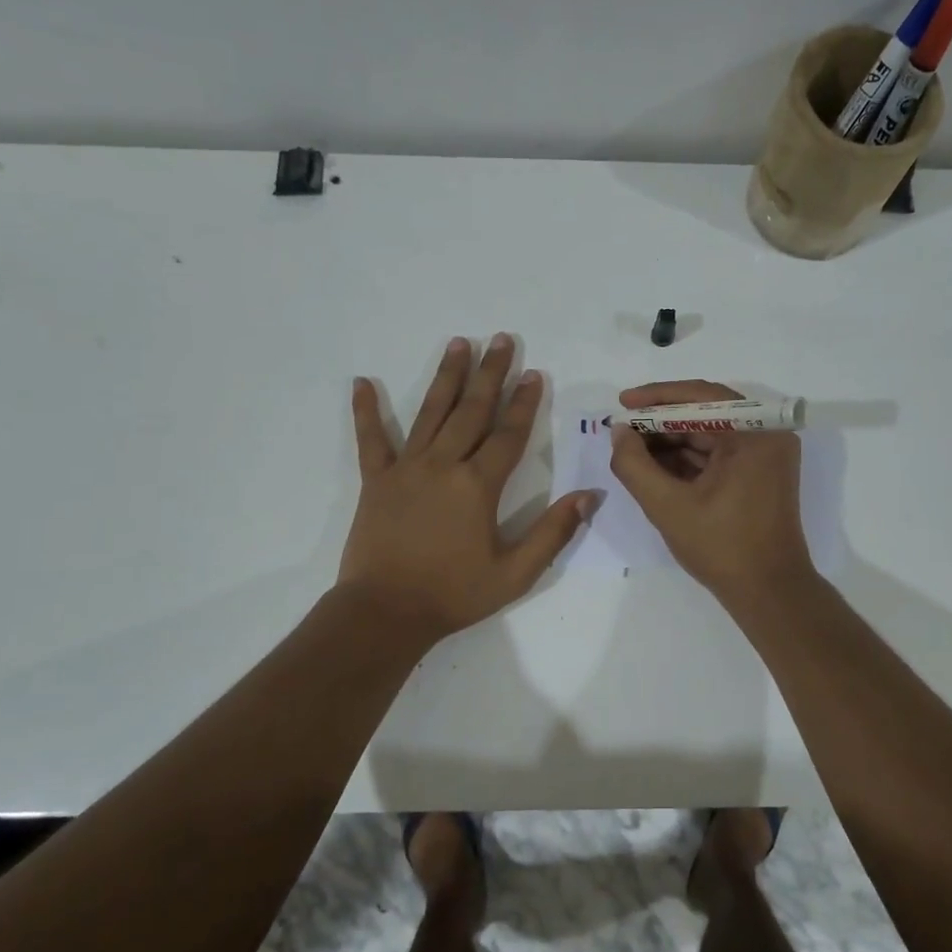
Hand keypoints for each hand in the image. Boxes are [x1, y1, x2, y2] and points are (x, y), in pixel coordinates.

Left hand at [338, 335, 595, 643]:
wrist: (385, 612)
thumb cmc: (454, 594)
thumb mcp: (515, 573)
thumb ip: (553, 533)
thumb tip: (590, 496)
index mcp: (478, 486)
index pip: (509, 434)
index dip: (524, 402)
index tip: (534, 373)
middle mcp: (443, 465)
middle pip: (472, 410)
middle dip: (490, 374)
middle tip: (501, 339)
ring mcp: (406, 469)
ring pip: (430, 413)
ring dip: (446, 377)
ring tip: (458, 343)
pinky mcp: (375, 481)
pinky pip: (370, 439)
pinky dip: (366, 411)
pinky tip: (361, 382)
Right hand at [608, 380, 816, 604]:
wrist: (768, 592)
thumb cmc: (721, 547)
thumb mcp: (667, 506)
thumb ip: (634, 465)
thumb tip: (619, 432)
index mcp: (755, 433)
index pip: (701, 396)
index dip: (656, 397)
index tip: (622, 403)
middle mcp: (767, 435)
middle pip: (706, 414)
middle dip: (661, 422)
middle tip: (622, 429)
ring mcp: (766, 455)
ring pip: (710, 434)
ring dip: (671, 441)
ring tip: (631, 448)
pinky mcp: (760, 474)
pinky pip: (719, 454)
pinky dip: (688, 458)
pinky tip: (654, 466)